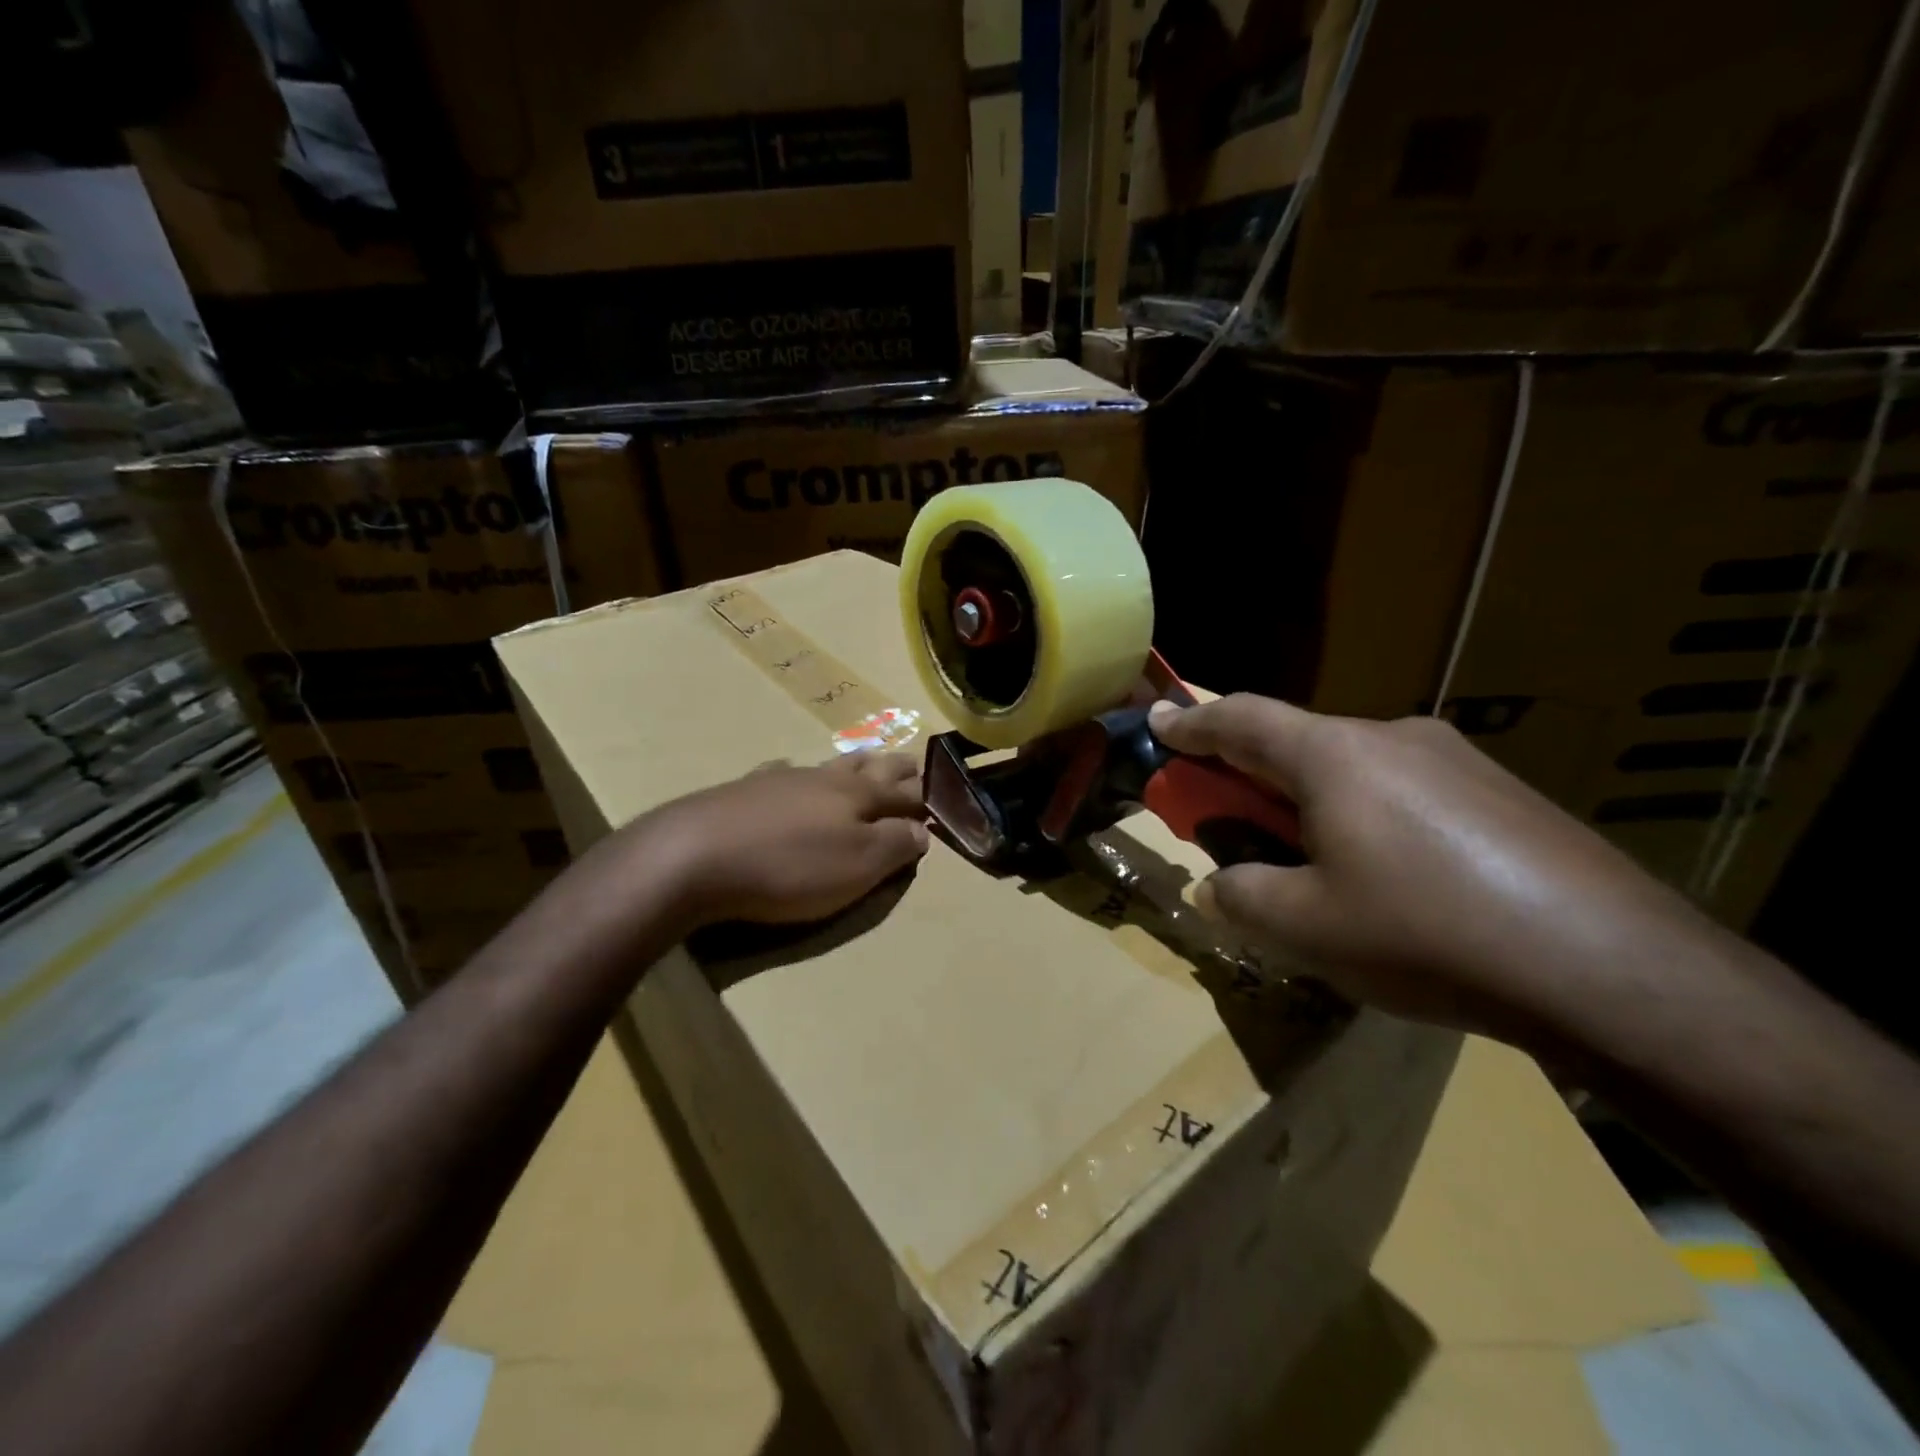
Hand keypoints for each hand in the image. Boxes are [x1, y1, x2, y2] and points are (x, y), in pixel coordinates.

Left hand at [646, 752, 929, 926]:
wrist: (693, 856)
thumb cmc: (788, 866)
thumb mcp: (857, 866)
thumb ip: (895, 846)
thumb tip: (922, 830)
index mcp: (857, 796)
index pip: (903, 793)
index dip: (926, 796)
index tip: (946, 795)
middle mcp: (823, 779)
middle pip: (869, 768)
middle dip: (895, 769)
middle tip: (913, 764)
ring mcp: (781, 781)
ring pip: (828, 765)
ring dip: (854, 762)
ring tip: (866, 759)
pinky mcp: (743, 792)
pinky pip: (778, 772)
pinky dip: (793, 771)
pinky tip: (786, 769)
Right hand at [1148, 695, 1719, 1040]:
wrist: (1613, 968)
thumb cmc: (1427, 934)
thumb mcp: (1305, 926)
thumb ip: (1240, 896)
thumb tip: (1217, 887)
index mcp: (1335, 756)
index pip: (1241, 719)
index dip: (1192, 721)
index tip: (1160, 720)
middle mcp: (1392, 738)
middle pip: (1297, 742)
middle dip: (1250, 773)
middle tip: (1227, 815)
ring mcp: (1457, 761)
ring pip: (1354, 768)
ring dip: (1312, 800)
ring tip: (1313, 860)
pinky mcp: (1503, 794)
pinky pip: (1407, 791)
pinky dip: (1368, 816)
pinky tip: (1390, 877)